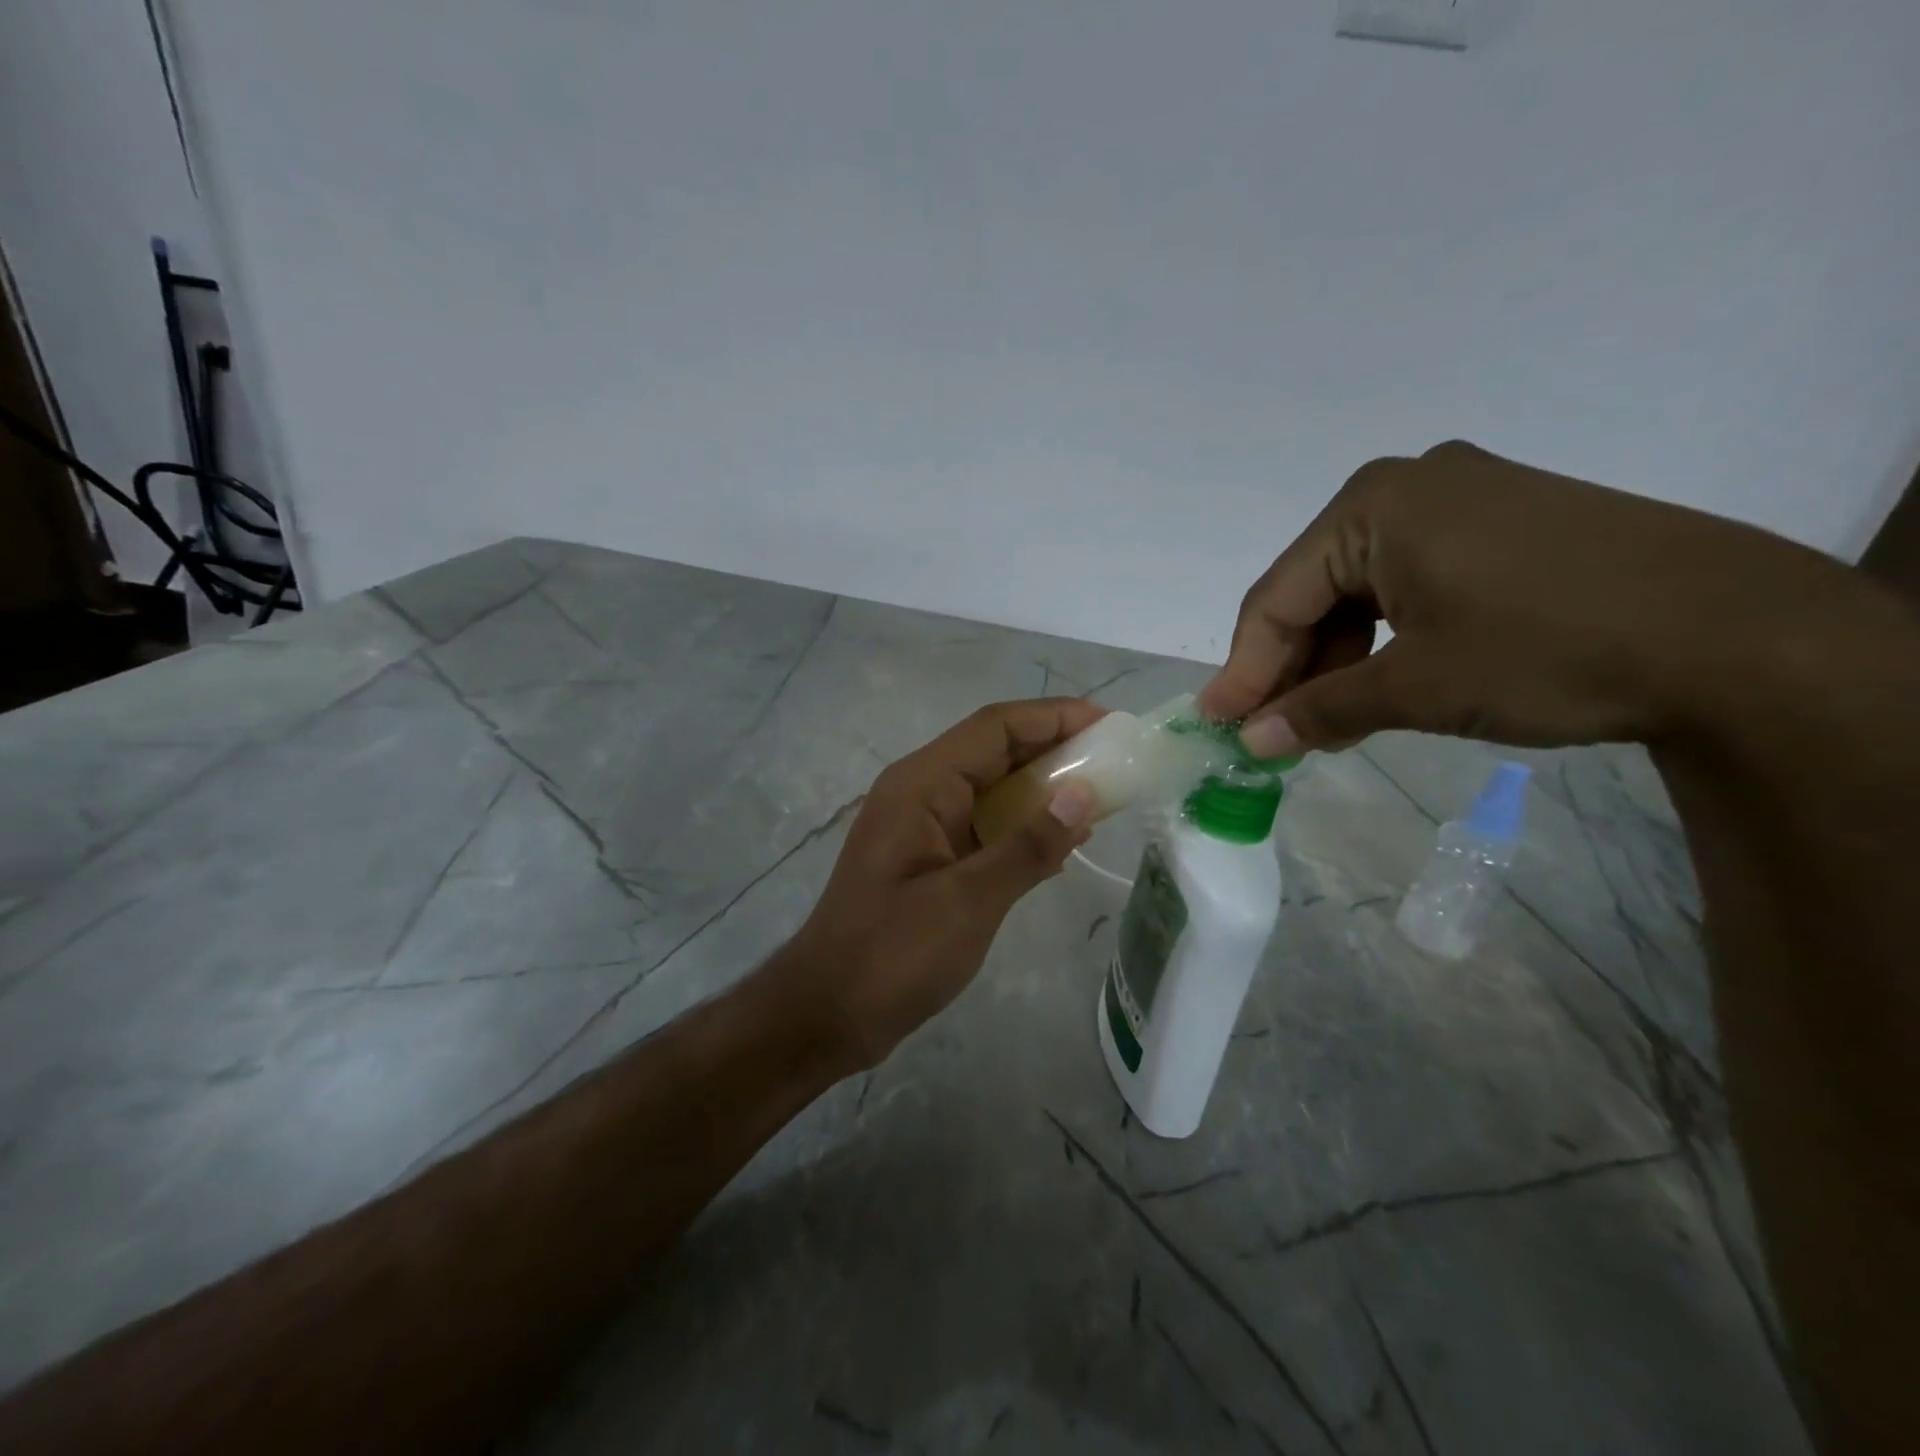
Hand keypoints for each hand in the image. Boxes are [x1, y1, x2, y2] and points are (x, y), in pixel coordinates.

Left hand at [778, 699, 1102, 1070]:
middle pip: (995, 750)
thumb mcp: (968, 901)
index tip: (1109, 723)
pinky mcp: (930, 858)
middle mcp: (921, 792)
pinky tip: (1062, 844)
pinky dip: (1023, 826)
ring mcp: (923, 825)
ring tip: (1102, 796)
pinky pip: (984, 825)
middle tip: (1116, 760)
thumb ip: (1029, 846)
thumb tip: (1084, 794)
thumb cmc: (892, 954)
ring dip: (1043, 788)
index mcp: (921, 785)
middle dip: (1055, 748)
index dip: (1054, 716)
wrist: (828, 1013)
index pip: (995, 726)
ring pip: (992, 788)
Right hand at [1199, 440, 1850, 754]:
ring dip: (1336, 660)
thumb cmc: (1548, 649)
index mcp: (1374, 506)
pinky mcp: (1502, 527)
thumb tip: (1251, 741)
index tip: (1220, 725)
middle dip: (1291, 667)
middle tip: (1272, 732)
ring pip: (1361, 591)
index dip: (1244, 669)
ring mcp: (1462, 502)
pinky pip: (1410, 586)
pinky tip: (1380, 686)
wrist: (1742, 638)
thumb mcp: (1417, 687)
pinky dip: (1385, 640)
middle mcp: (1409, 487)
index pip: (1277, 598)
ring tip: (1324, 723)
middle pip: (1315, 590)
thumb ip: (1319, 710)